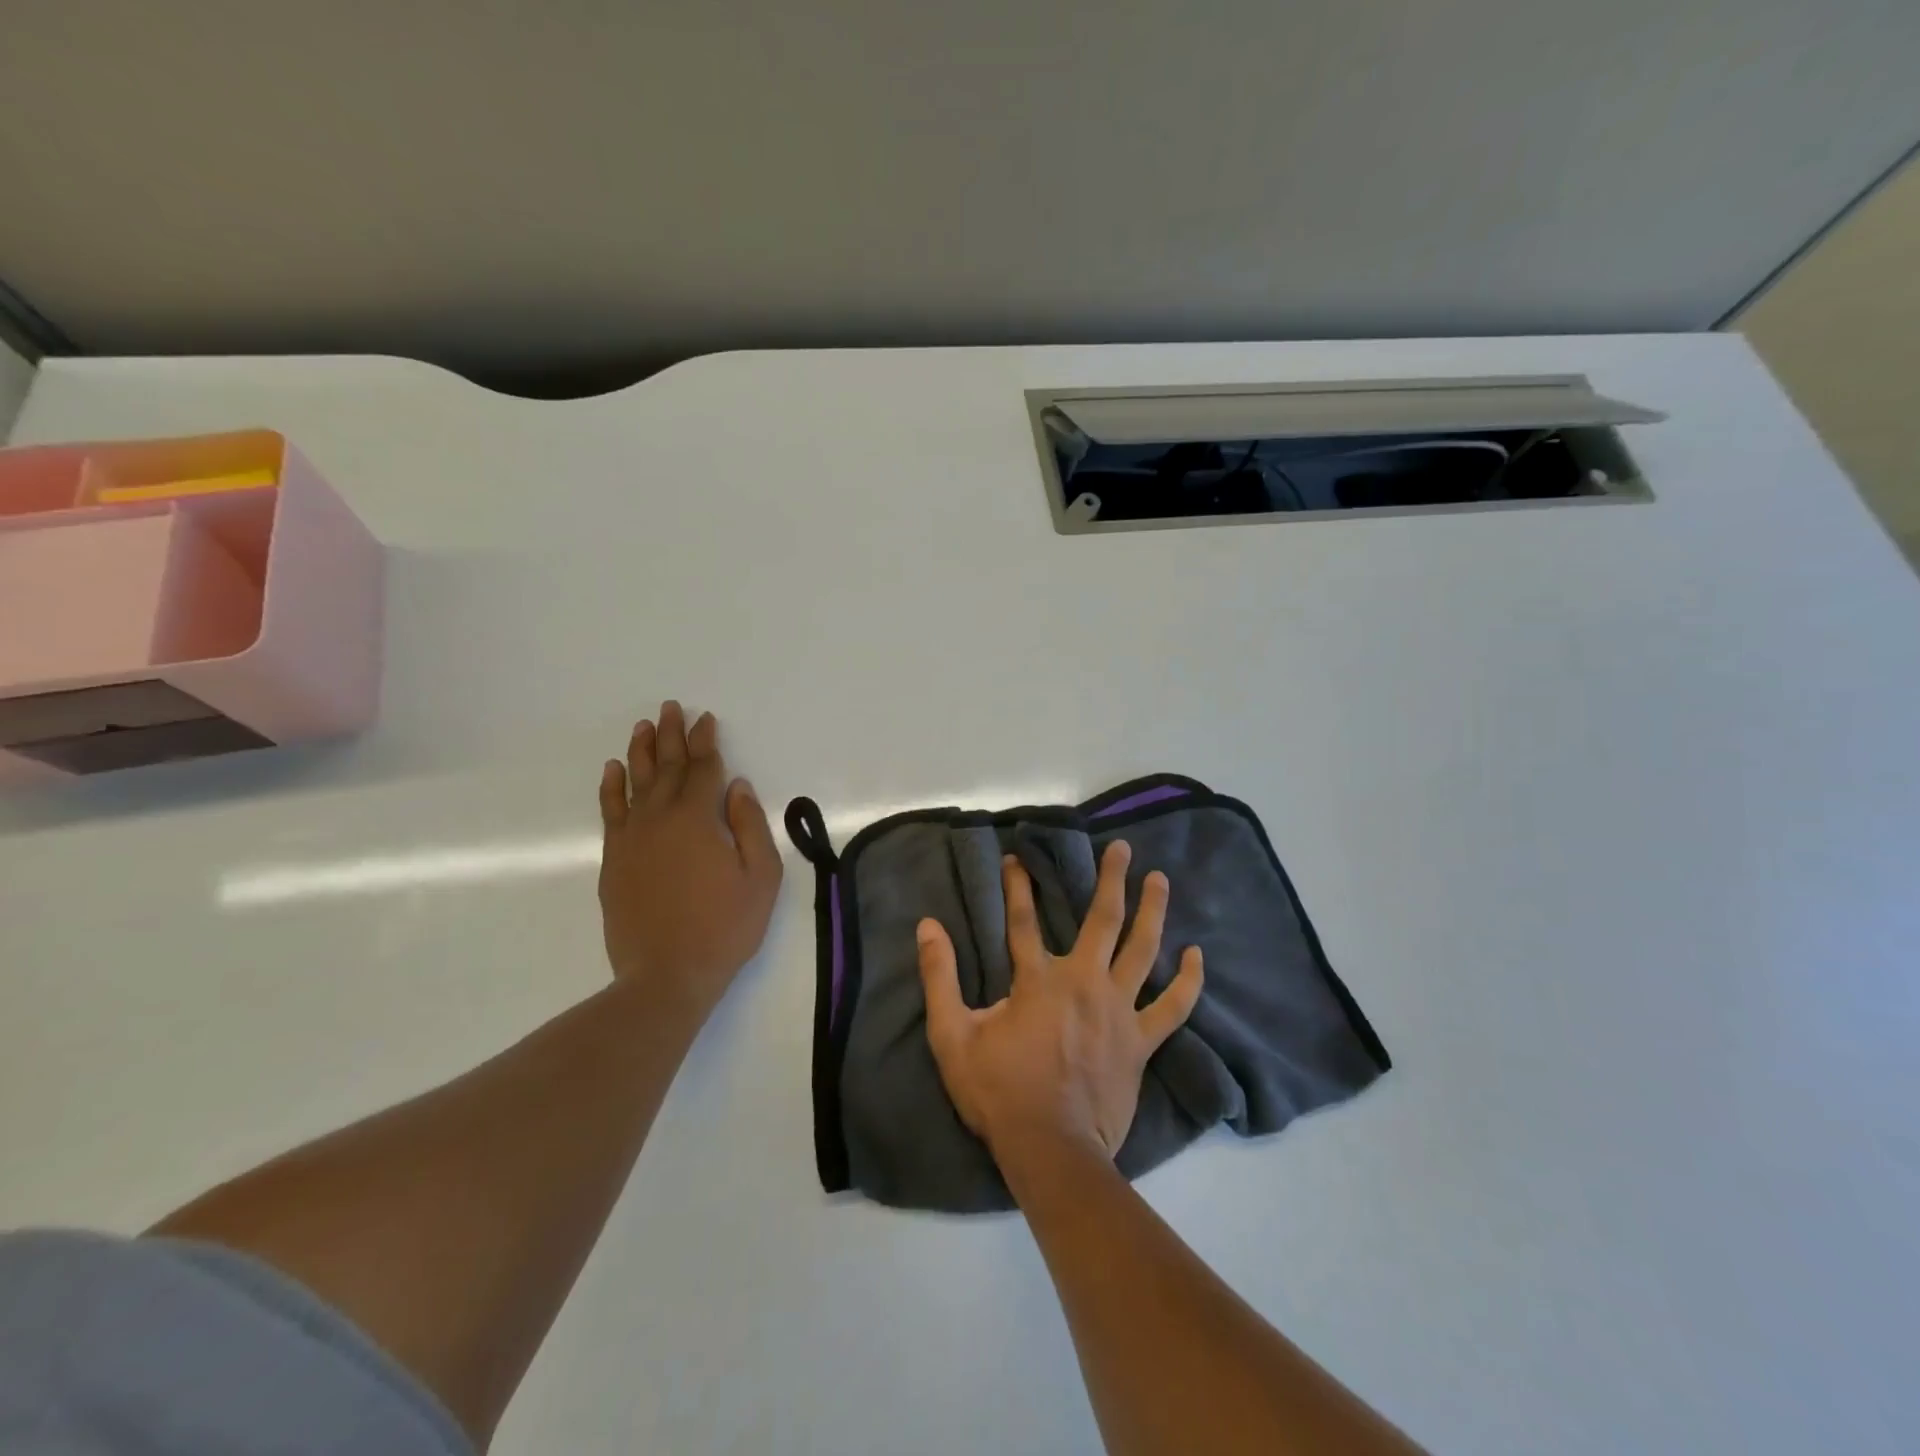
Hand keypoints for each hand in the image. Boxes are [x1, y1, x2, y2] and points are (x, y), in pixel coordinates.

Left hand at [597, 701, 782, 1020]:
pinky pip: (610, 812)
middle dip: (672, 736)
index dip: (706, 742)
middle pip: (666, 767)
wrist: (666, 975)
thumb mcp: (760, 878)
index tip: (706, 719)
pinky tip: (613, 769)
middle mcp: (660, 819)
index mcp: (699, 820)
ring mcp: (632, 839)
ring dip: (641, 752)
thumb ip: (750, 826)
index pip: (703, 769)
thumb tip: (737, 787)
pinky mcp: (614, 860)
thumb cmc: (724, 927)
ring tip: (644, 726)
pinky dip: (611, 787)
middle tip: (672, 708)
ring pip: (635, 783)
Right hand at [916, 839, 1203, 1165]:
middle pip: (1102, 920)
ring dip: (1153, 911)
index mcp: (1038, 980)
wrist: (1051, 1149)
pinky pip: (1173, 1007)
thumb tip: (927, 927)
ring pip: (1142, 950)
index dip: (1018, 885)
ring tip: (1160, 880)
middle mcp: (1084, 983)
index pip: (1023, 920)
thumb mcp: (952, 1035)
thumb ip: (939, 977)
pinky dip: (1187, 982)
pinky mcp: (1140, 1042)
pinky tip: (1196, 956)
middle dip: (1111, 879)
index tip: (1017, 858)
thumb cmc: (999, 1092)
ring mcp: (1118, 1011)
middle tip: (1122, 848)